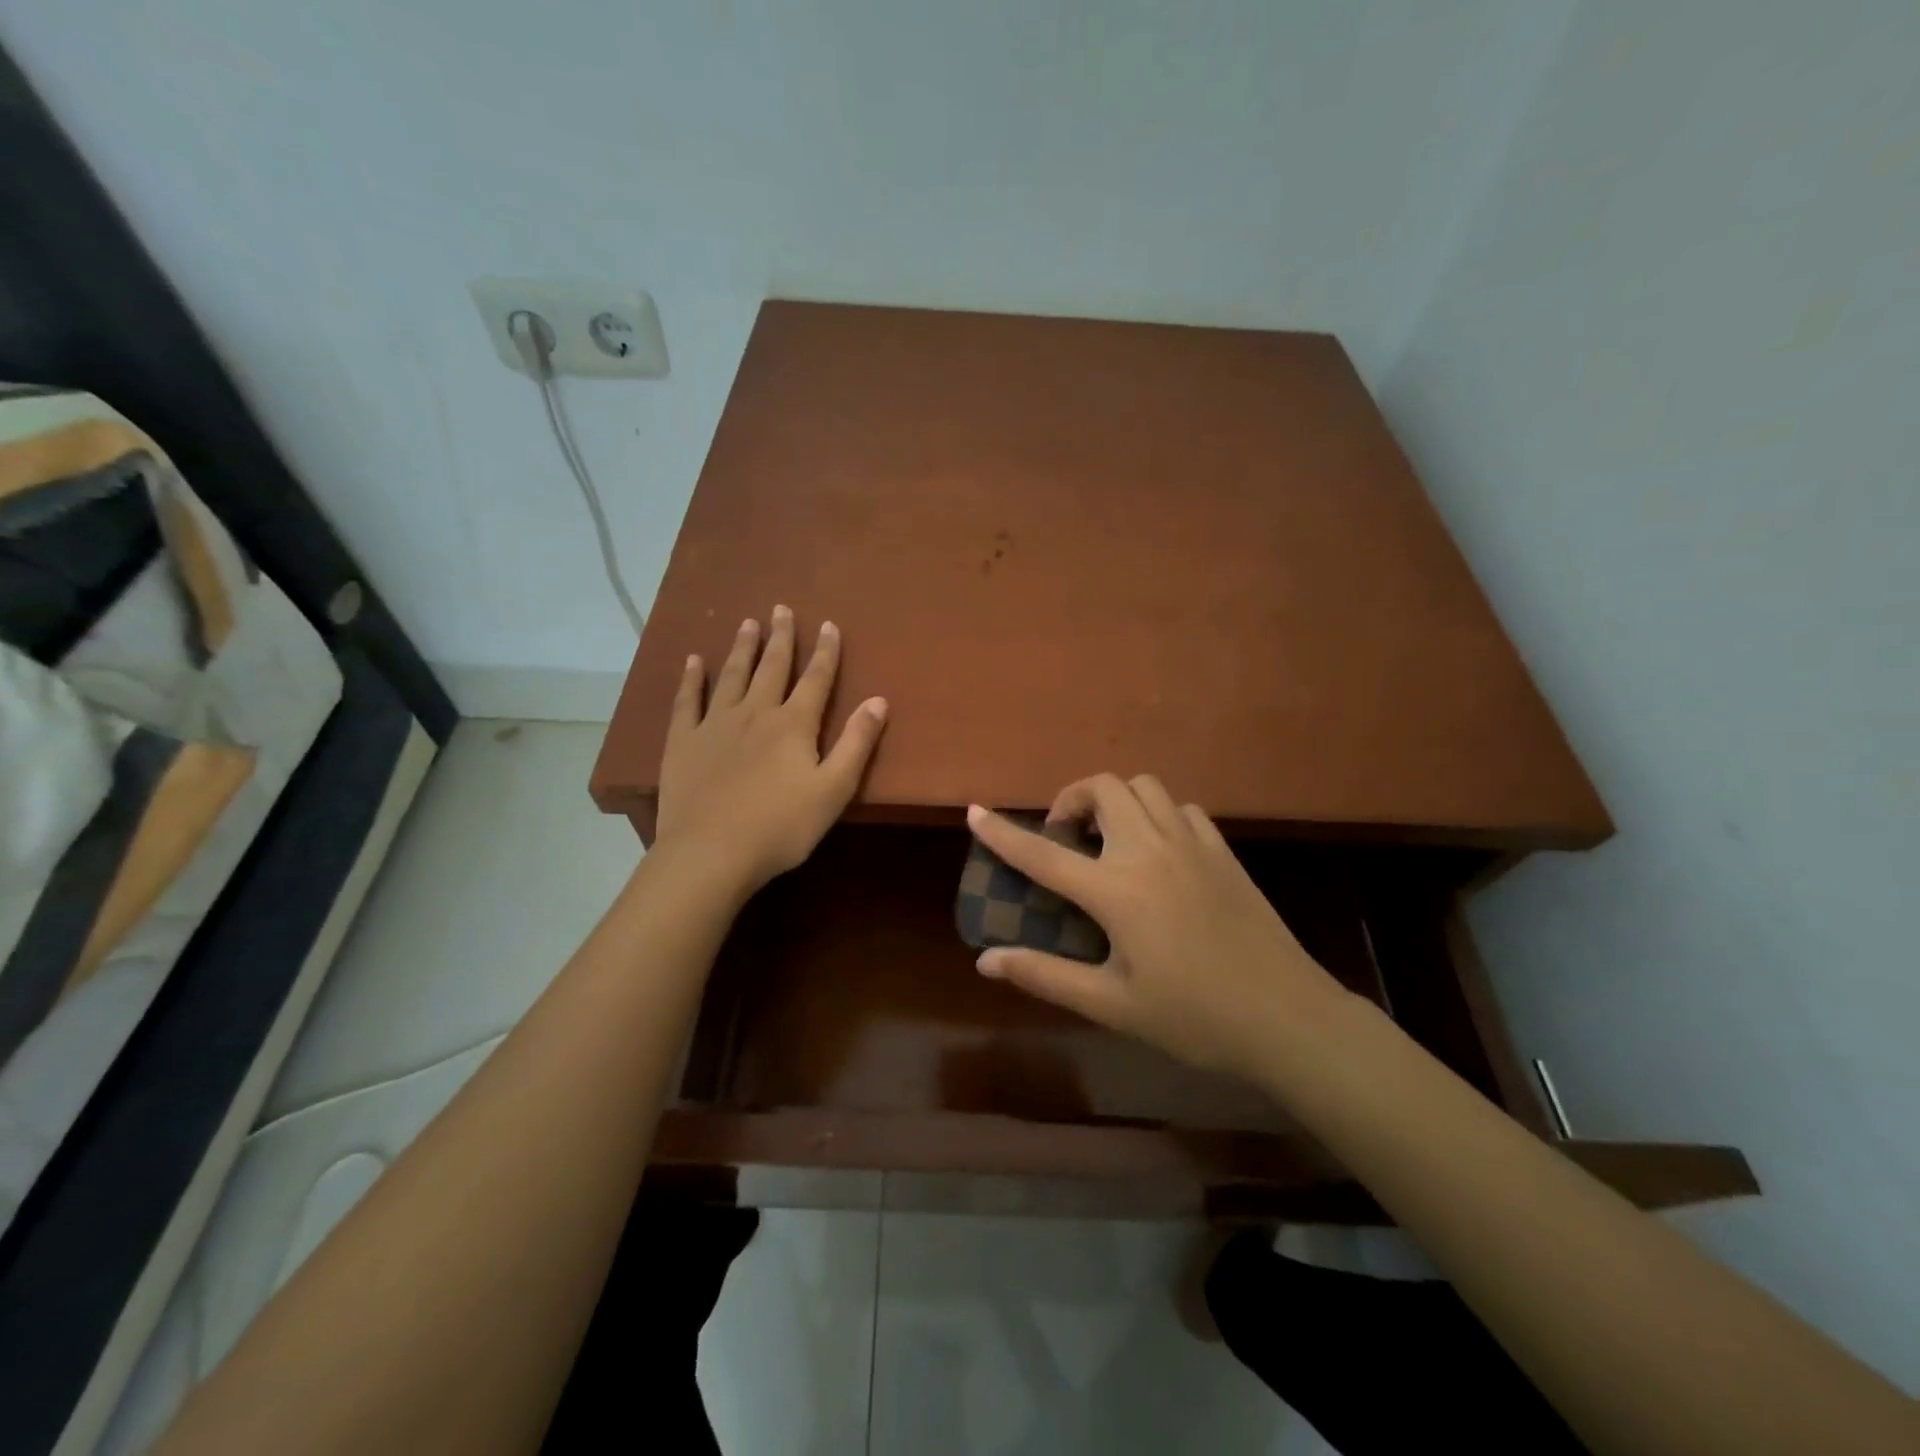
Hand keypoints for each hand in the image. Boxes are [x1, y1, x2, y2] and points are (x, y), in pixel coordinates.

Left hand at [654, 605, 887, 894]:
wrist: (712, 852)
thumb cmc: (781, 826)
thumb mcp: (833, 789)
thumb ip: (856, 743)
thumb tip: (879, 700)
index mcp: (794, 725)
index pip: (816, 679)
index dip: (826, 652)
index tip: (829, 625)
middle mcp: (756, 713)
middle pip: (772, 667)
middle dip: (781, 638)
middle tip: (782, 609)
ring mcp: (716, 724)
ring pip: (732, 676)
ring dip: (742, 648)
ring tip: (747, 622)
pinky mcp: (684, 742)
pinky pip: (688, 701)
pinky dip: (691, 679)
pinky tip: (693, 661)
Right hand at [967, 775, 1356, 1082]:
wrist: (1287, 1018)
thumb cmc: (1193, 1017)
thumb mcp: (1111, 1005)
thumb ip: (1046, 976)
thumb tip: (986, 961)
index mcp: (1117, 890)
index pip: (1043, 853)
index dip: (1003, 832)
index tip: (975, 811)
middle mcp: (1150, 851)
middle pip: (1102, 789)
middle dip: (1071, 800)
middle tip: (1065, 838)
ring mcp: (1191, 844)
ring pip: (1144, 786)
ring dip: (1115, 800)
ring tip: (1108, 839)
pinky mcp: (1222, 850)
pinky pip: (1181, 807)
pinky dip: (1157, 814)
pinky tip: (1158, 851)